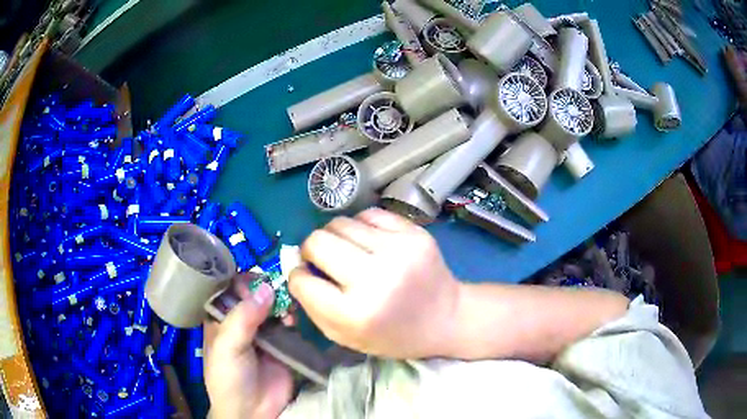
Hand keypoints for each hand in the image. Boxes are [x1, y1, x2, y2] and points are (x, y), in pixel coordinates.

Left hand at [204, 276, 292, 418]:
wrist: (252, 411)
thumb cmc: (229, 377)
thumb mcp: (228, 346)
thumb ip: (244, 317)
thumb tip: (266, 288)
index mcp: (220, 319)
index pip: (228, 289)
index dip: (240, 280)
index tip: (255, 278)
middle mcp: (240, 322)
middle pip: (252, 295)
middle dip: (263, 289)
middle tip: (274, 290)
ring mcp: (262, 332)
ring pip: (271, 306)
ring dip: (279, 302)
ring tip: (284, 308)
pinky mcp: (282, 343)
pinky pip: (287, 323)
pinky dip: (290, 317)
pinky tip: (291, 321)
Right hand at [289, 208, 459, 358]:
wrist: (446, 317)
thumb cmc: (393, 335)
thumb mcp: (346, 337)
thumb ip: (313, 306)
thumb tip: (294, 266)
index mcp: (356, 313)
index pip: (303, 281)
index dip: (298, 277)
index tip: (307, 277)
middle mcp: (377, 278)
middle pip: (318, 241)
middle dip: (311, 249)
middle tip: (323, 260)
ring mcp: (398, 249)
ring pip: (340, 223)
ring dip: (335, 237)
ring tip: (350, 252)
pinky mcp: (414, 232)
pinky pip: (368, 214)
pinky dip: (360, 226)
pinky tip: (369, 242)